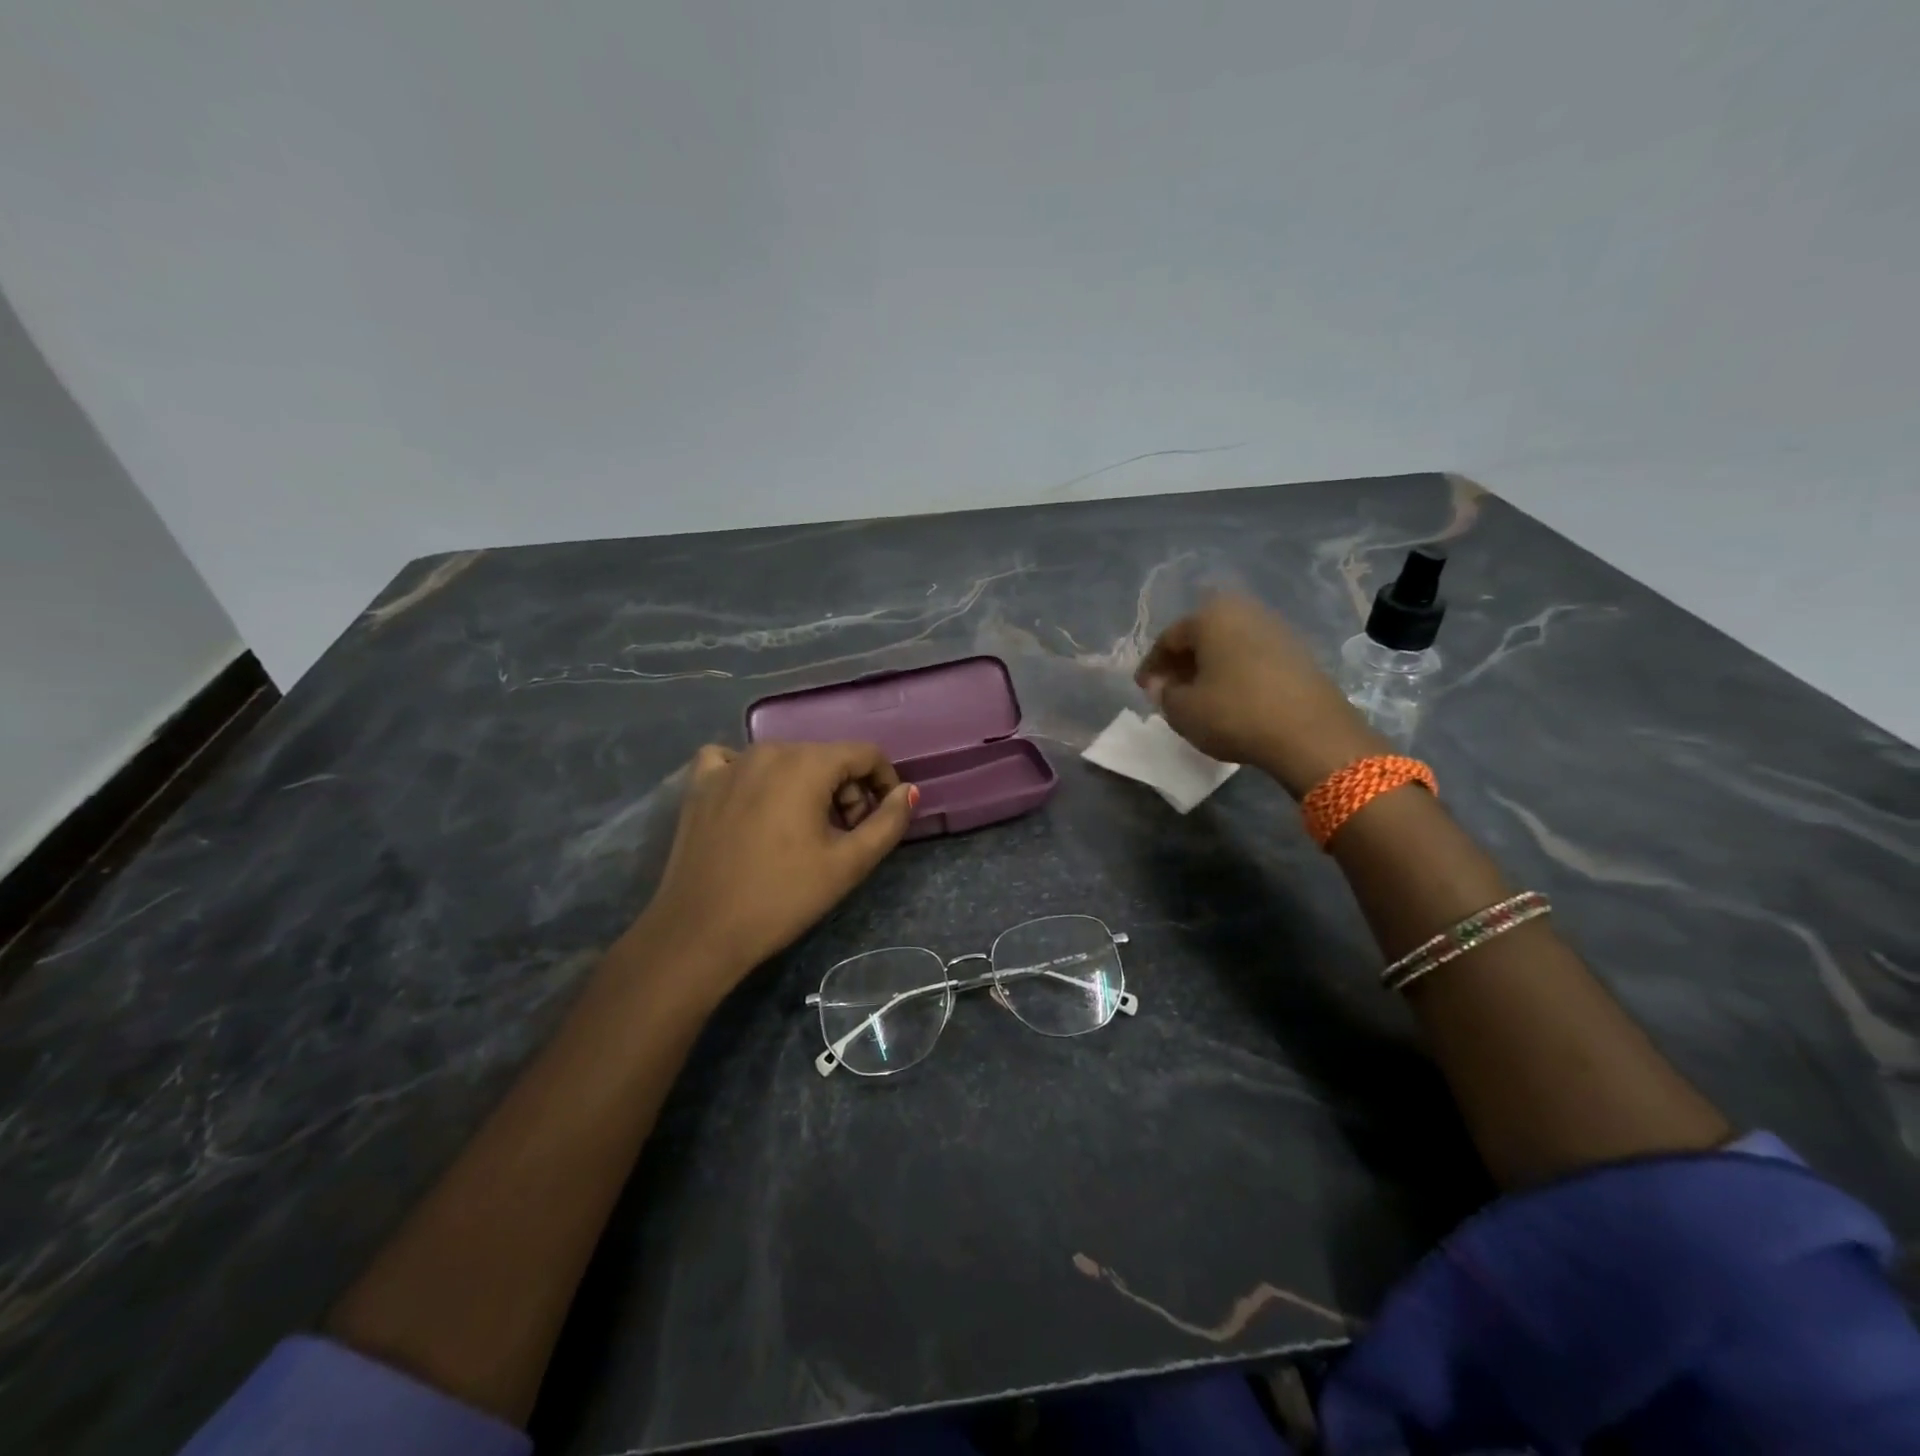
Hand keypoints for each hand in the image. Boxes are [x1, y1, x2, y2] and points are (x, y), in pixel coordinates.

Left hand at [623, 741, 916, 1001]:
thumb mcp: (849, 864)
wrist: (700, 932)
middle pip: (827, 757)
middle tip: (845, 837)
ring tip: (803, 833)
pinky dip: (754, 776)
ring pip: (786, 761)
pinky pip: (735, 762)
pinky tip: (753, 803)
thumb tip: (908, 791)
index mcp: (807, 764)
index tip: (881, 821)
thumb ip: (888, 822)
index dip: (884, 784)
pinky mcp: (700, 784)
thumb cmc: (783, 897)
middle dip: (847, 791)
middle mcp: (768, 750)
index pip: (866, 754)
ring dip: (807, 788)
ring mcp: (728, 764)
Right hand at [1136, 594, 1385, 797]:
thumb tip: (1163, 684)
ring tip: (1199, 696)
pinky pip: (1253, 657)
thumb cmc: (1235, 714)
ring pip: (1229, 645)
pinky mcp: (1299, 652)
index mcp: (1210, 616)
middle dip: (1182, 662)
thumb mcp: (1183, 710)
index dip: (1152, 666)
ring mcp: (1276, 629)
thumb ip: (1164, 694)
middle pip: (1201, 636)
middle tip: (1169, 690)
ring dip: (1210, 667)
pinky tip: (1231, 697)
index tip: (1144, 689)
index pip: (1169, 638)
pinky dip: (1235, 673)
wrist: (1311, 733)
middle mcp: (1244, 611)